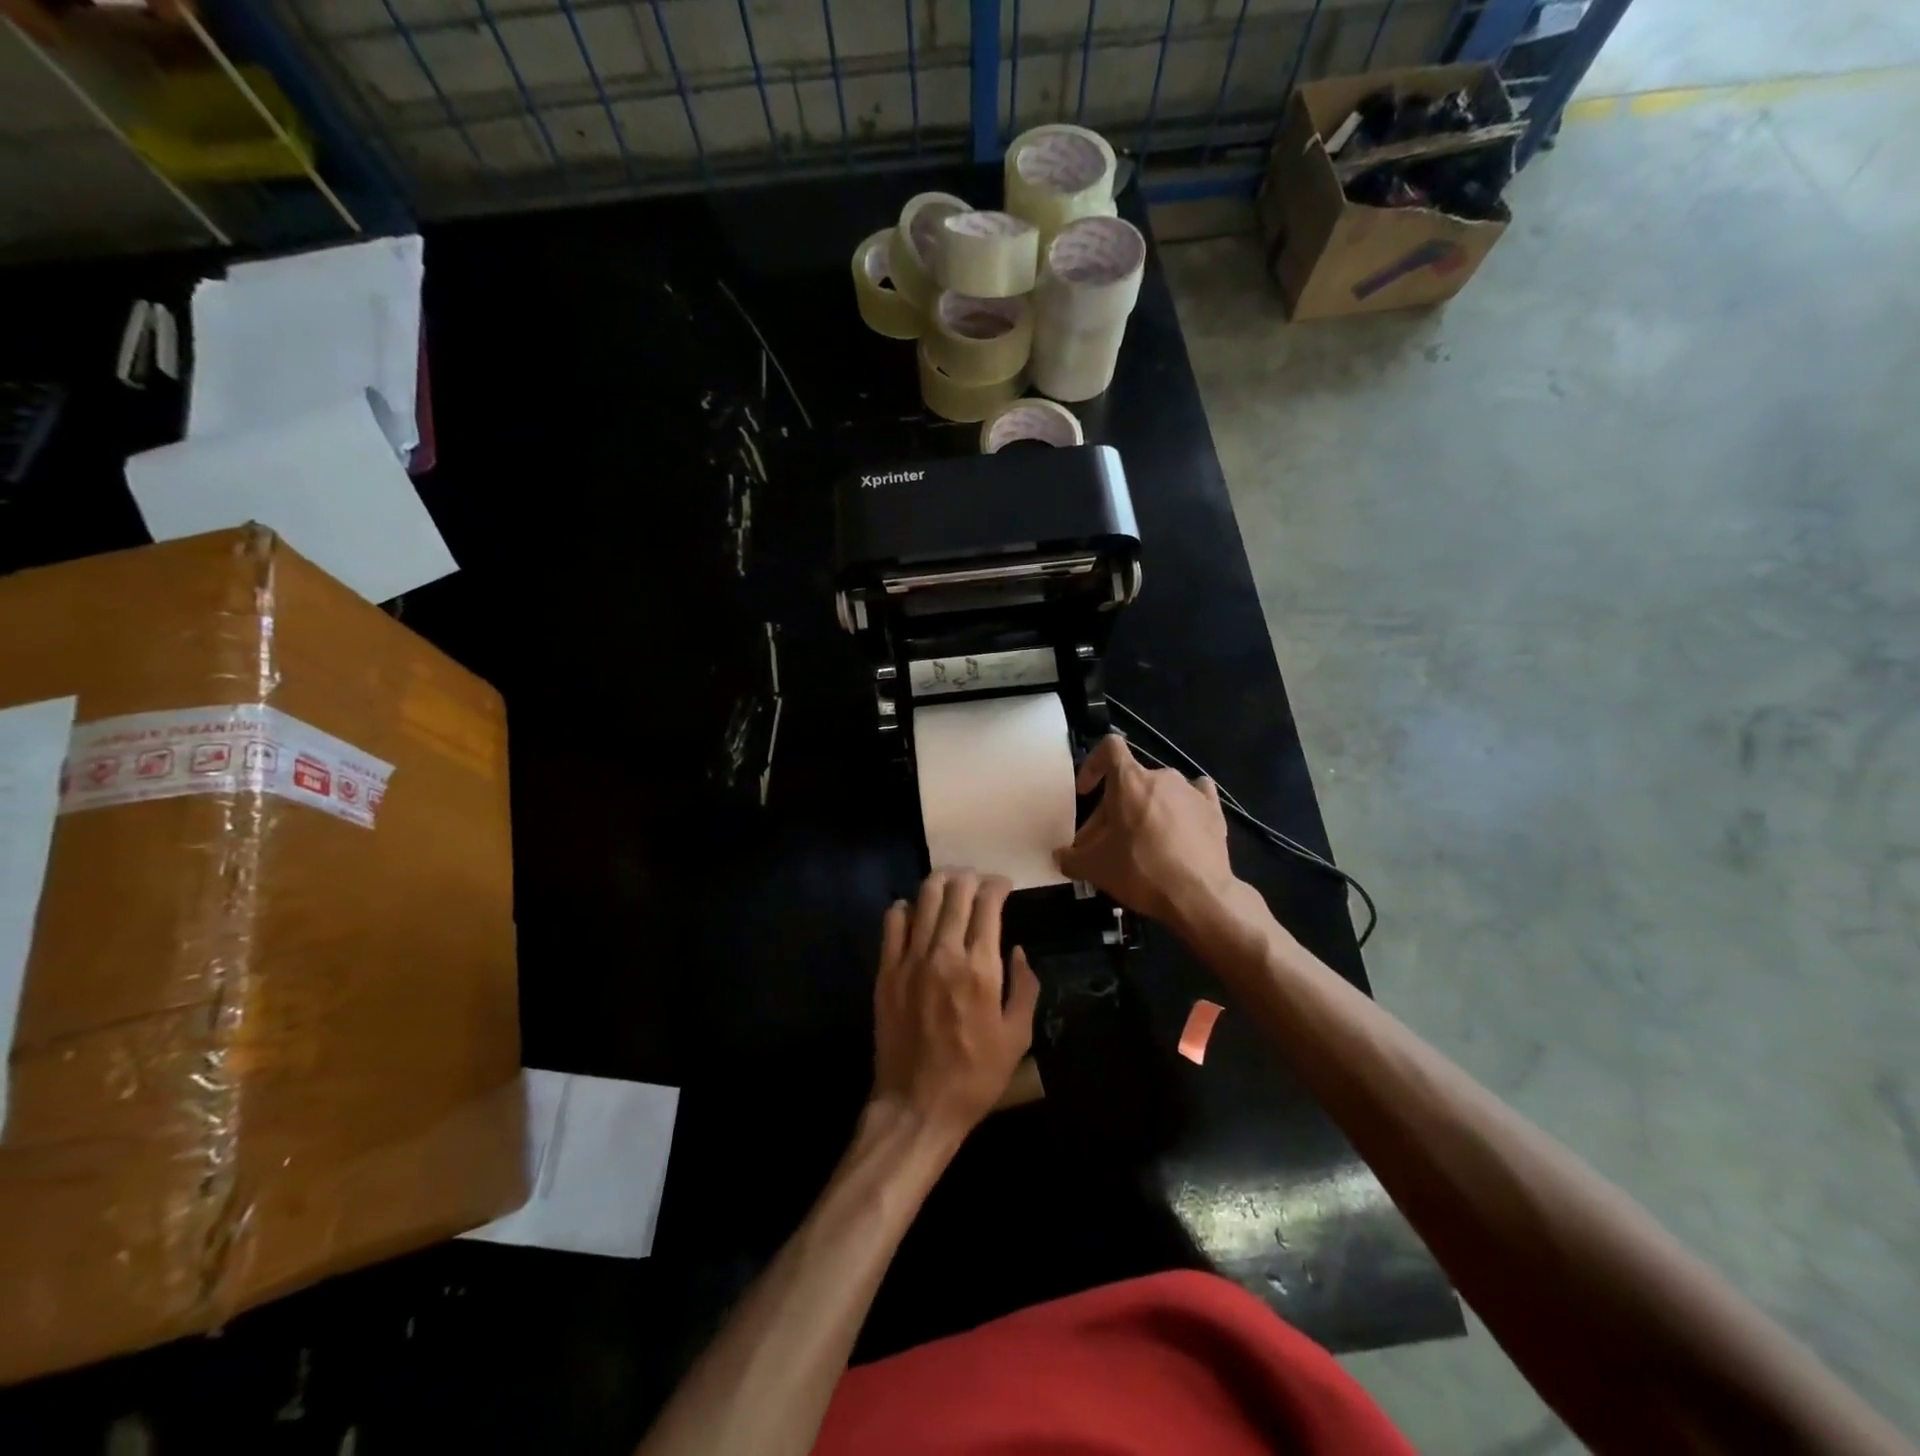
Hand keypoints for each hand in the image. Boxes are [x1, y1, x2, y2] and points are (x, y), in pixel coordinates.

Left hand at [872, 872, 1040, 1139]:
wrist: (917, 1105)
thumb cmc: (975, 1076)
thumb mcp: (1017, 1037)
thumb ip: (1024, 987)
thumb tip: (1018, 951)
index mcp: (980, 968)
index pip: (987, 904)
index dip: (997, 885)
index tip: (1004, 885)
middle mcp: (944, 953)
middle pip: (955, 892)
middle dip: (970, 877)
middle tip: (978, 880)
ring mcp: (910, 959)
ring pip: (924, 898)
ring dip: (940, 883)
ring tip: (950, 884)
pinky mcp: (885, 971)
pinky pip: (893, 922)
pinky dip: (906, 908)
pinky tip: (915, 912)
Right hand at [1056, 735, 1237, 928]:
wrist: (1200, 896)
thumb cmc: (1140, 871)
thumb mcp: (1095, 868)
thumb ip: (1071, 858)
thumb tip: (1059, 857)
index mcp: (1129, 781)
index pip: (1109, 747)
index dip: (1092, 765)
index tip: (1085, 792)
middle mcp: (1162, 777)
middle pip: (1129, 782)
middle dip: (1112, 809)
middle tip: (1104, 843)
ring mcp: (1191, 792)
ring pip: (1159, 792)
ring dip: (1144, 811)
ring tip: (1140, 843)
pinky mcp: (1214, 811)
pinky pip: (1194, 798)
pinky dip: (1182, 808)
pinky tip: (1179, 827)